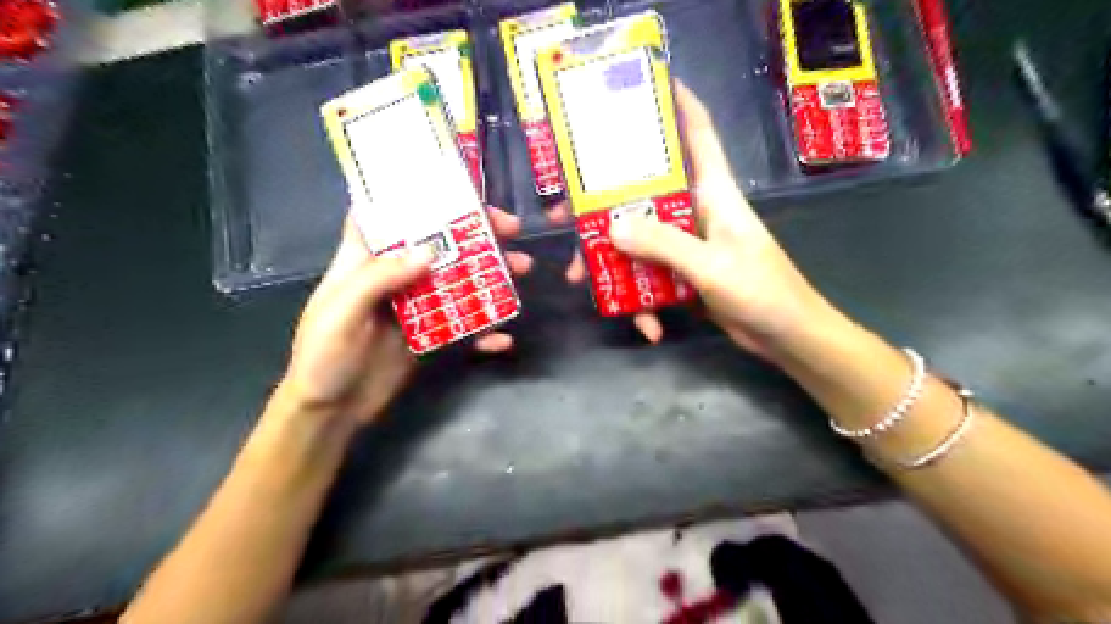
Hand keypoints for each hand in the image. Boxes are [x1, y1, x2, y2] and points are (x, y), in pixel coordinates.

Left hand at [279, 208, 536, 425]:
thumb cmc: (323, 357)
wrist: (332, 413)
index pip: (387, 214)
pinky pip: (463, 327)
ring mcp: (416, 306)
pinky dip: (484, 331)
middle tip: (511, 229)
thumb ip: (379, 279)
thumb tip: (431, 251)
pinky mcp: (430, 335)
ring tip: (522, 269)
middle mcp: (394, 276)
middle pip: (438, 244)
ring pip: (458, 281)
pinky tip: (504, 338)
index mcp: (364, 260)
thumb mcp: (341, 313)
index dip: (415, 195)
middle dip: (474, 233)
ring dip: (490, 274)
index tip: (455, 185)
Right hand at [599, 81, 823, 357]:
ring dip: (611, 262)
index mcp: (713, 193)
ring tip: (583, 281)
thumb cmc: (762, 291)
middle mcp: (697, 212)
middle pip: (644, 194)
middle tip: (563, 218)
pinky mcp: (685, 274)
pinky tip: (649, 329)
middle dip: (603, 205)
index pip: (698, 134)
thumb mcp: (711, 265)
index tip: (646, 87)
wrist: (786, 338)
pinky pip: (651, 278)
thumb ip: (663, 244)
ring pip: (639, 240)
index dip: (678, 104)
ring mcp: (689, 245)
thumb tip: (612, 227)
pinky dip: (644, 303)